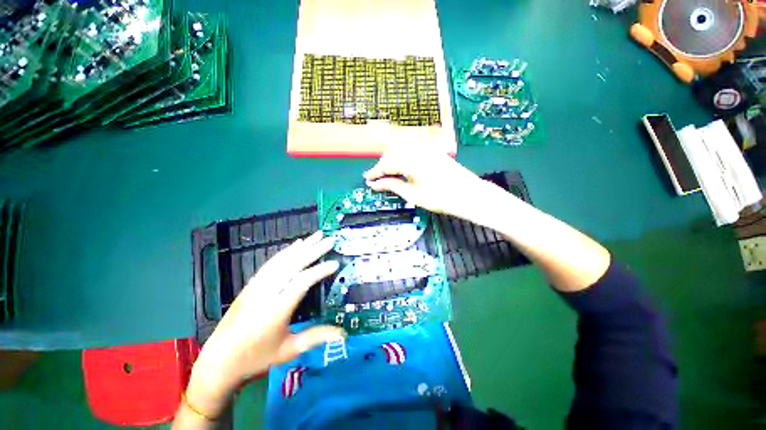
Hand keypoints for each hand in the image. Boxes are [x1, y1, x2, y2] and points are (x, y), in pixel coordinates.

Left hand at [185, 232, 344, 418]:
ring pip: (282, 260)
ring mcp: (256, 286)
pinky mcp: (251, 284)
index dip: (320, 270)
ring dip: (302, 246)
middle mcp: (266, 292)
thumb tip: (343, 333)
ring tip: (317, 235)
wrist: (218, 362)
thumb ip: (316, 337)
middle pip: (293, 264)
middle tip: (330, 240)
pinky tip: (296, 245)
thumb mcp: (288, 350)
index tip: (336, 263)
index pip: (302, 282)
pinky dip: (286, 251)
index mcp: (276, 310)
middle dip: (314, 250)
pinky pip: (272, 263)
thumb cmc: (256, 358)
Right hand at [364, 144, 508, 224]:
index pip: (386, 164)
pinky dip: (403, 157)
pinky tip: (402, 167)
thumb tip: (374, 184)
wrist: (467, 194)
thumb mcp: (412, 194)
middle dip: (382, 165)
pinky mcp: (432, 150)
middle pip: (392, 152)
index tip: (367, 179)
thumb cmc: (439, 198)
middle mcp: (416, 149)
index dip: (375, 172)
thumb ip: (392, 186)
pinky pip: (412, 149)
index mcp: (410, 160)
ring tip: (389, 174)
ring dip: (392, 159)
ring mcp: (426, 148)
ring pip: (401, 149)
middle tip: (377, 179)